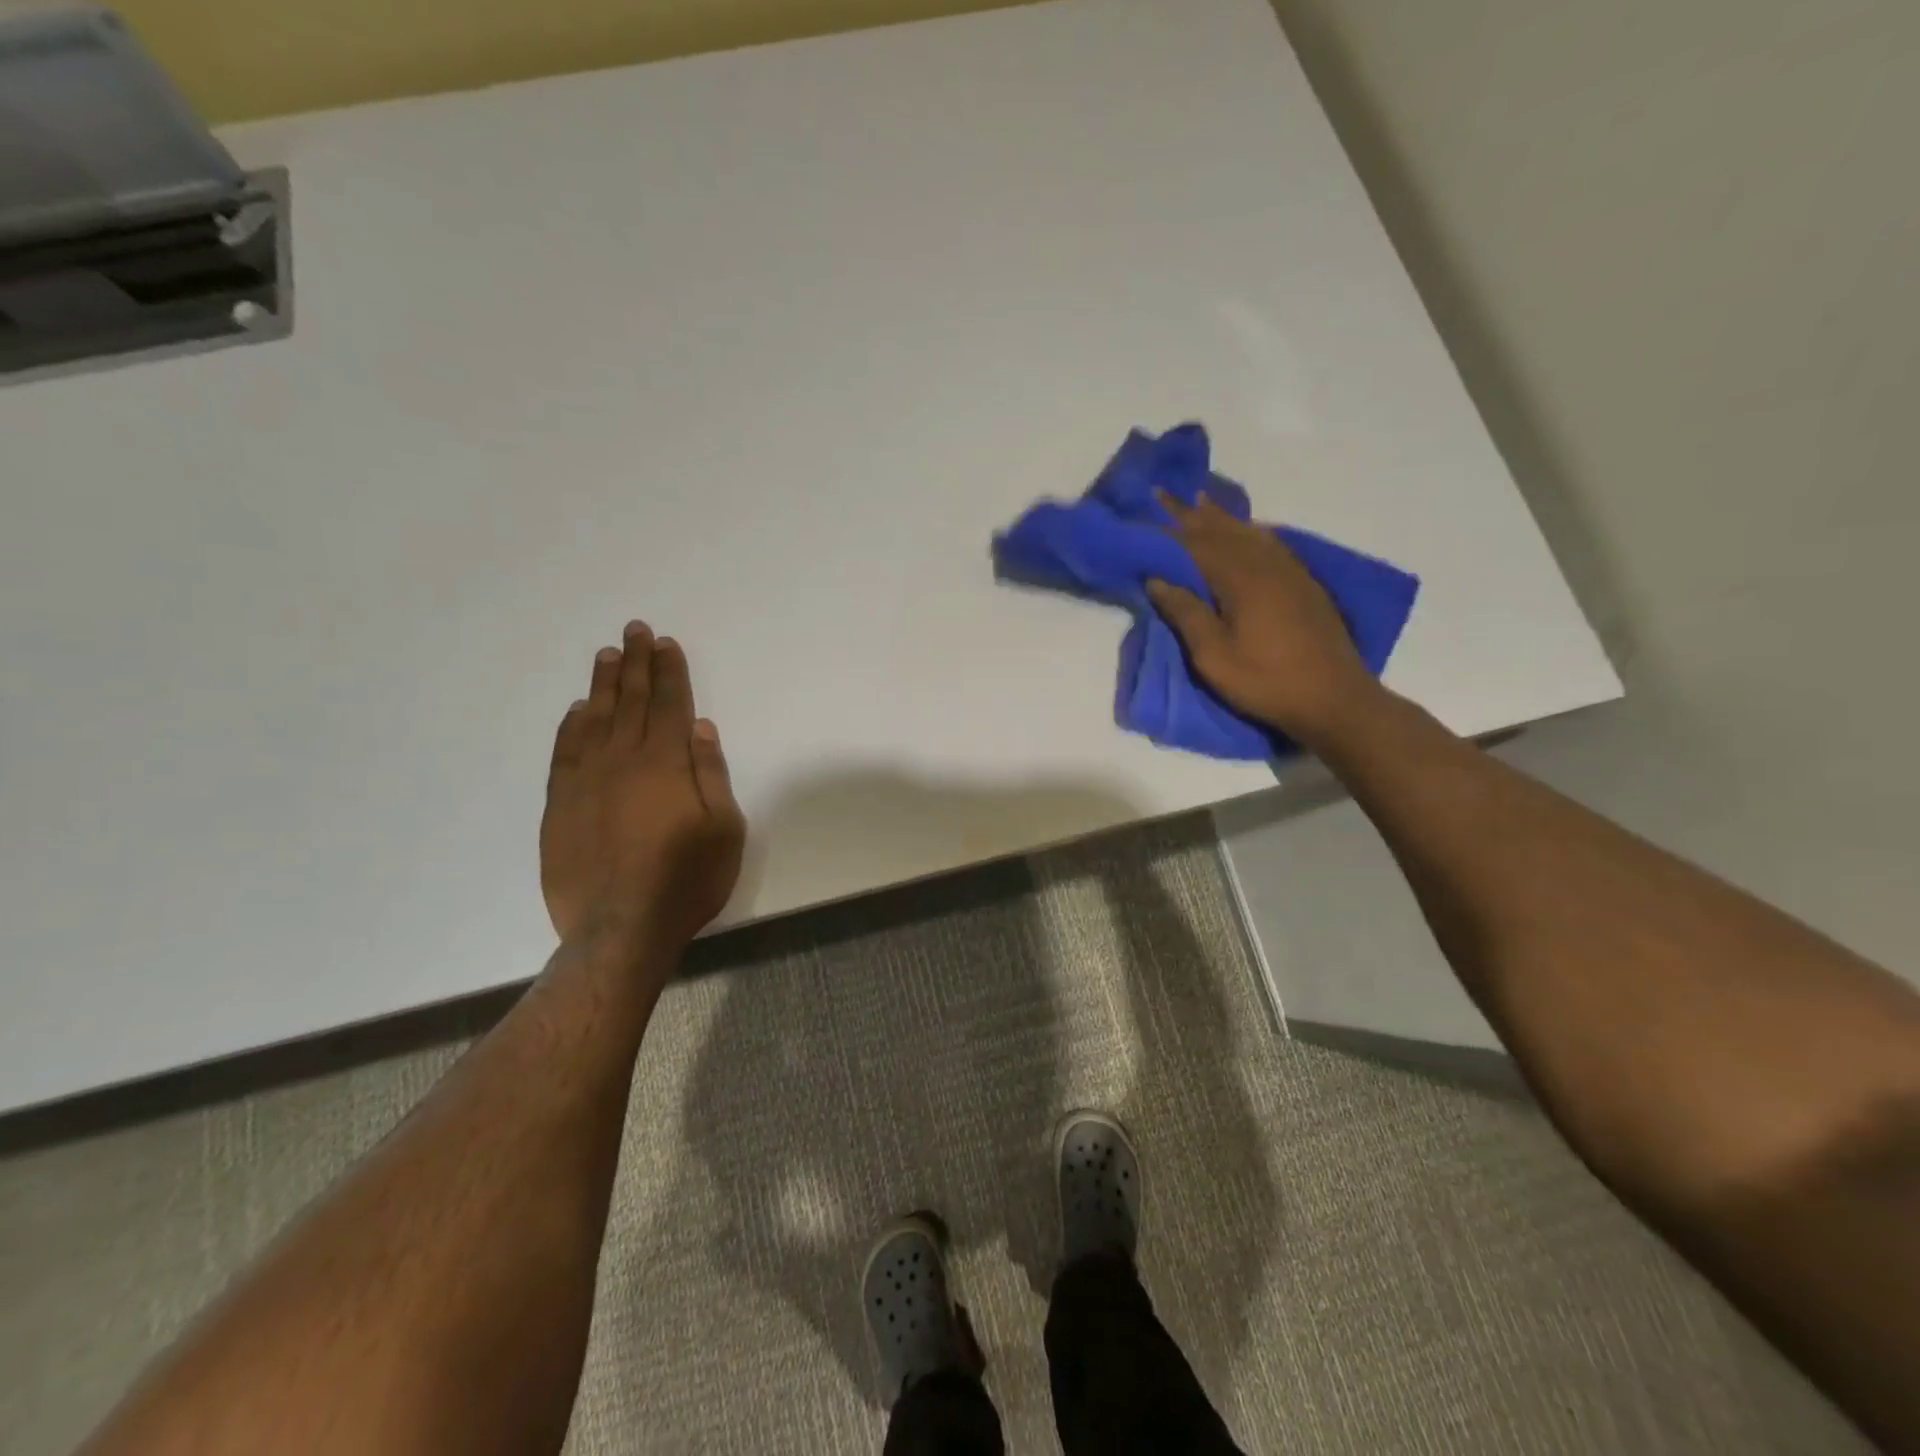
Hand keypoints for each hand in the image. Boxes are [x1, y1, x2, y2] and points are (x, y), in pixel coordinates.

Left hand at [541, 622, 745, 956]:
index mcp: (665, 763)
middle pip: (630, 701)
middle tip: (634, 630)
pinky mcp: (559, 804)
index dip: (669, 671)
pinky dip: (570, 726)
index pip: (668, 704)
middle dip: (635, 663)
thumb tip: (700, 727)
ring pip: (594, 719)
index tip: (666, 643)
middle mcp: (622, 760)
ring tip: (607, 655)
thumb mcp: (723, 829)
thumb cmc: (686, 879)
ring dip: (603, 684)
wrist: (620, 928)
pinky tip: (576, 710)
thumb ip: (711, 774)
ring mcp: (585, 780)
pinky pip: (564, 752)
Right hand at [1147, 494, 1385, 748]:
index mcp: (1241, 580)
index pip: (1198, 544)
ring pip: (1250, 533)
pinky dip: (1251, 531)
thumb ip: (1187, 614)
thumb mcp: (1214, 657)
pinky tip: (1248, 530)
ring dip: (1222, 517)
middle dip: (1193, 513)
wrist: (1335, 699)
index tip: (1149, 507)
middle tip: (1168, 493)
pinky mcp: (1305, 585)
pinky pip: (1272, 544)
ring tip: (1201, 501)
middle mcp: (1266, 566)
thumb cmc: (1266, 681)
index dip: (1172, 527)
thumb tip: (1157, 579)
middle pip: (1224, 531)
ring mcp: (1290, 573)